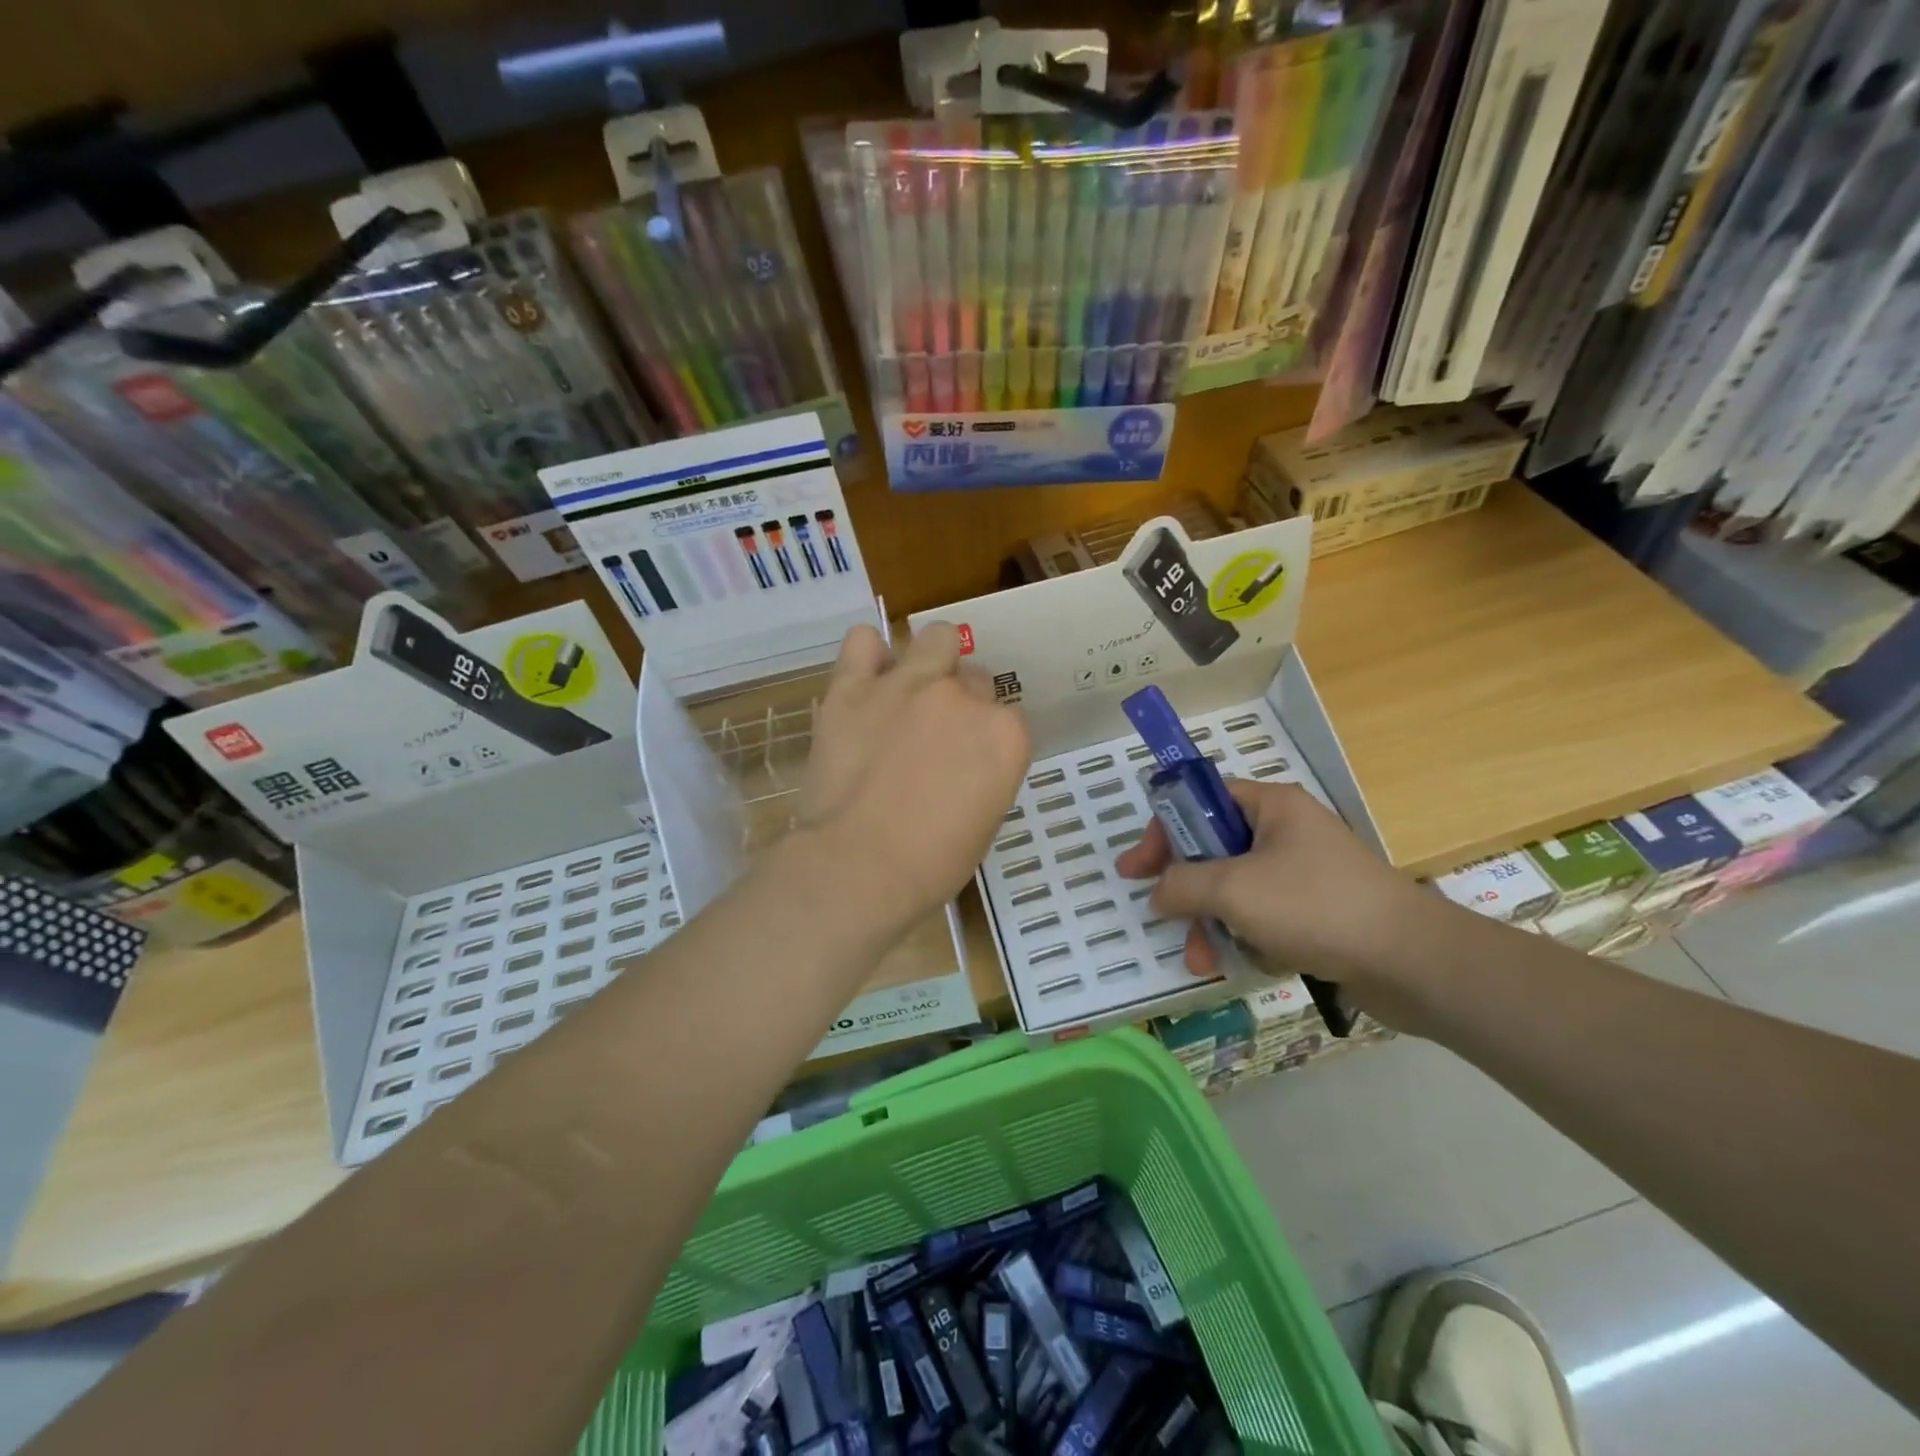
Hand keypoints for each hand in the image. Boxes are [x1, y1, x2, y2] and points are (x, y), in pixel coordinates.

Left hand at [797, 622, 1030, 929]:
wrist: (859, 866)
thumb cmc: (931, 864)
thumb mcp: (983, 822)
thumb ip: (985, 774)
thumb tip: (966, 761)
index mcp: (1005, 735)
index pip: (1005, 717)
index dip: (985, 738)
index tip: (968, 761)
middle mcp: (962, 698)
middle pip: (972, 677)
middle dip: (960, 701)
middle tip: (935, 735)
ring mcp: (908, 685)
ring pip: (935, 639)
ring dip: (930, 660)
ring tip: (909, 691)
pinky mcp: (854, 687)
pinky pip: (862, 642)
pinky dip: (868, 655)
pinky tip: (866, 678)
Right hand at [1115, 778, 1436, 994]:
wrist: (1411, 962)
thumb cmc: (1315, 906)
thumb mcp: (1233, 889)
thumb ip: (1182, 885)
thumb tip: (1158, 894)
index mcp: (1271, 807)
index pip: (1201, 800)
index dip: (1164, 830)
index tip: (1136, 869)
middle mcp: (1286, 832)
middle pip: (1214, 851)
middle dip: (1188, 892)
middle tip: (1165, 919)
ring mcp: (1303, 874)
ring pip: (1235, 892)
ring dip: (1212, 925)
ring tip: (1205, 962)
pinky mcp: (1317, 913)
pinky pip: (1263, 917)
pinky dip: (1249, 939)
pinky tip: (1255, 961)